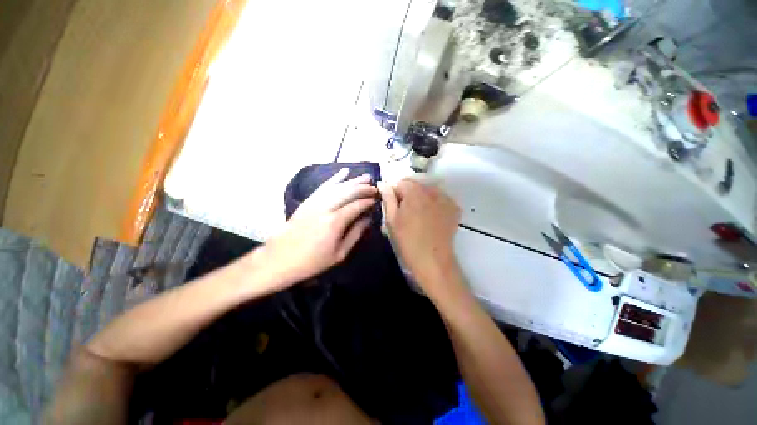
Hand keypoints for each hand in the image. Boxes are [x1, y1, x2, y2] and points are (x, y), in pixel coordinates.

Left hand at [255, 169, 376, 289]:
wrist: (280, 259)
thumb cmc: (312, 261)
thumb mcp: (339, 254)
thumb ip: (355, 234)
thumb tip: (367, 219)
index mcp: (335, 222)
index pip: (357, 205)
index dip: (369, 201)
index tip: (377, 199)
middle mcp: (326, 207)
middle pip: (348, 192)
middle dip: (364, 188)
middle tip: (375, 187)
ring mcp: (315, 202)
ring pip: (338, 186)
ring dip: (353, 180)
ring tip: (366, 176)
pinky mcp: (308, 200)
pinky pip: (324, 186)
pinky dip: (335, 178)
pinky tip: (344, 172)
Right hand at [379, 179, 460, 290]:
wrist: (432, 260)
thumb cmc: (407, 241)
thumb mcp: (392, 219)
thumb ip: (387, 198)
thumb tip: (383, 184)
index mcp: (414, 192)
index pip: (401, 182)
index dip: (395, 193)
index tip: (394, 207)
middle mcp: (432, 191)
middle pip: (416, 184)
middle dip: (409, 194)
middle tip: (405, 212)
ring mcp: (446, 199)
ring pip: (428, 191)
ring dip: (421, 198)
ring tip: (419, 216)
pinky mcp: (454, 208)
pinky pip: (440, 199)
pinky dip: (434, 203)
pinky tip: (430, 217)